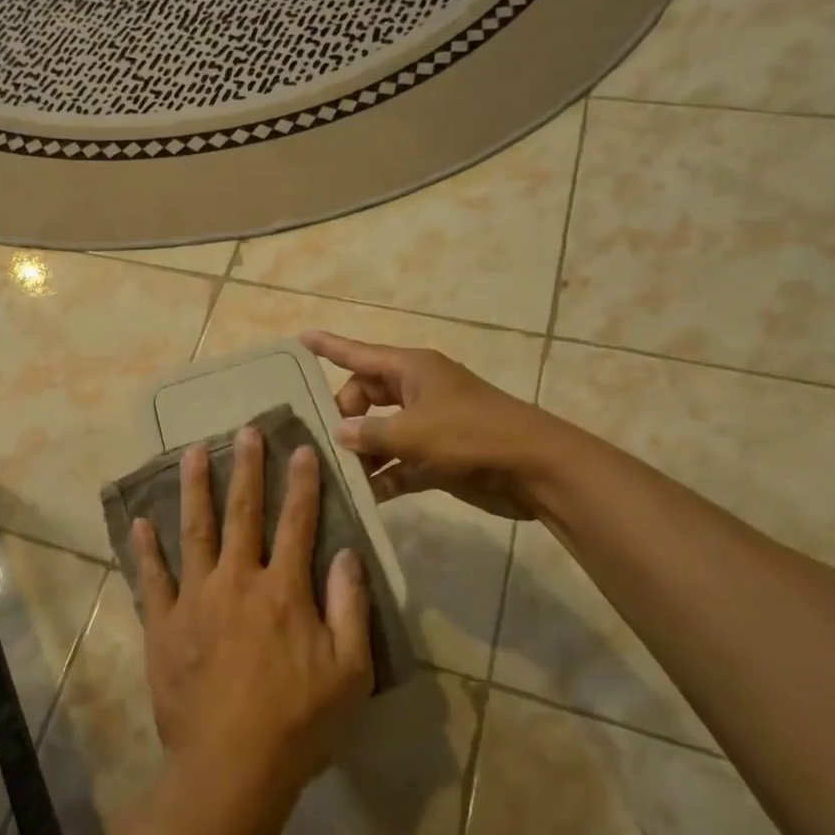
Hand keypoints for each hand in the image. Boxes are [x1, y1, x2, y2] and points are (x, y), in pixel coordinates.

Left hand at [131, 426, 372, 799]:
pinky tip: (140, 521)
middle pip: (243, 513)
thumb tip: (348, 554)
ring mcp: (195, 600)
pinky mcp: (164, 624)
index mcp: (283, 591)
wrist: (230, 767)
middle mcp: (237, 581)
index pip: (297, 523)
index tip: (302, 448)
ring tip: (192, 452)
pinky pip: (152, 579)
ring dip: (195, 489)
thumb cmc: (298, 723)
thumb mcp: (349, 672)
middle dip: (247, 469)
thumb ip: (351, 608)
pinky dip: (146, 549)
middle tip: (244, 431)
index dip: (302, 484)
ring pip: (194, 531)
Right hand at [301, 330, 556, 520]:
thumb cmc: (471, 434)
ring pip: (381, 432)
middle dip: (344, 416)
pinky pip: (400, 462)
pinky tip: (366, 496)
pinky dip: (385, 476)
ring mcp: (429, 424)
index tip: (300, 338)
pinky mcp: (438, 456)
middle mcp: (416, 391)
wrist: (534, 468)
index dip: (329, 346)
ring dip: (363, 453)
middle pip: (365, 396)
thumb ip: (370, 433)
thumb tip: (340, 433)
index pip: (359, 353)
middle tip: (325, 441)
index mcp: (411, 369)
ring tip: (336, 474)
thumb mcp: (413, 432)